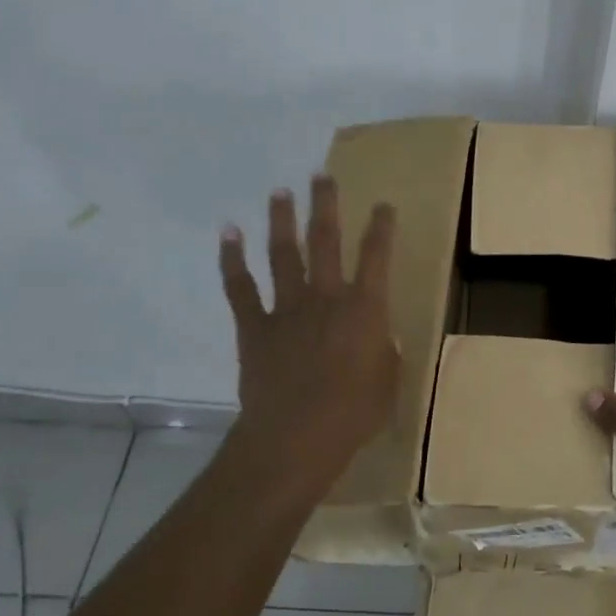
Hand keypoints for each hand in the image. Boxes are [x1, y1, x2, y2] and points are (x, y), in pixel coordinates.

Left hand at [218, 175, 398, 495]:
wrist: (294, 439)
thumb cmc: (352, 415)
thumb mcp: (387, 382)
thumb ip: (384, 352)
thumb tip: (378, 338)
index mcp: (364, 309)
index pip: (376, 256)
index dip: (381, 227)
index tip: (383, 205)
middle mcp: (326, 298)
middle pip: (325, 241)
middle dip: (325, 205)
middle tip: (322, 176)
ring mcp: (287, 310)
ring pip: (283, 254)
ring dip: (282, 220)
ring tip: (280, 191)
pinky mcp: (255, 328)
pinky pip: (240, 288)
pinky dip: (232, 259)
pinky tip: (228, 233)